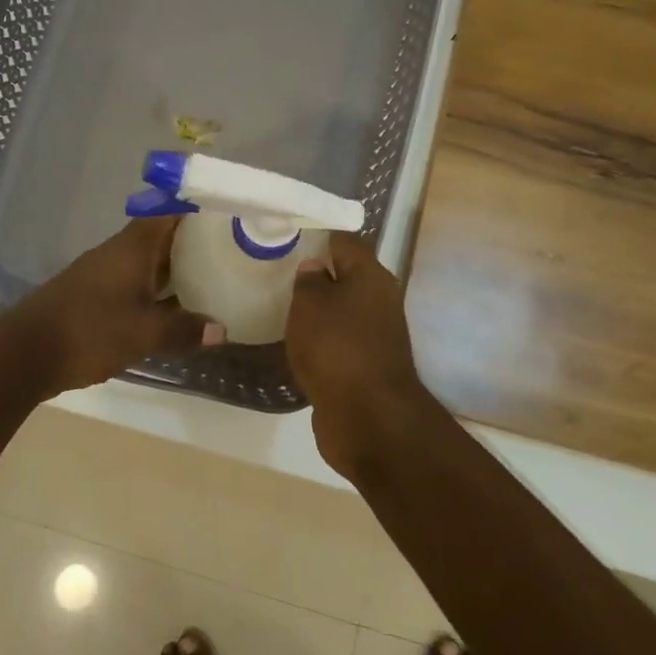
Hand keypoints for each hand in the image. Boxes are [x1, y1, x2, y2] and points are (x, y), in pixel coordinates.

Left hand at [0, 216, 220, 395]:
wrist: (25, 353)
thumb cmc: (90, 331)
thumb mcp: (144, 333)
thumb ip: (183, 329)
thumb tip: (221, 329)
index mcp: (133, 248)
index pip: (169, 212)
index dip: (198, 209)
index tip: (228, 212)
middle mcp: (119, 253)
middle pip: (162, 236)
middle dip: (195, 241)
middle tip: (233, 249)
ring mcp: (104, 274)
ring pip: (149, 262)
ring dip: (176, 268)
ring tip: (214, 276)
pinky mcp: (95, 296)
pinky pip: (136, 283)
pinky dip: (158, 289)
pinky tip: (176, 307)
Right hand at [286, 234, 430, 474]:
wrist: (368, 418)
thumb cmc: (336, 348)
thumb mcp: (310, 304)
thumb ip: (309, 280)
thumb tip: (315, 268)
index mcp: (371, 277)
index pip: (345, 241)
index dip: (318, 236)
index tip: (288, 237)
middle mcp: (379, 301)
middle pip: (345, 277)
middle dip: (315, 275)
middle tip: (276, 273)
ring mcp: (375, 336)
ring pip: (341, 312)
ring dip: (316, 312)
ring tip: (279, 307)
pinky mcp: (365, 366)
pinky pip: (338, 343)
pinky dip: (319, 342)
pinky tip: (294, 344)